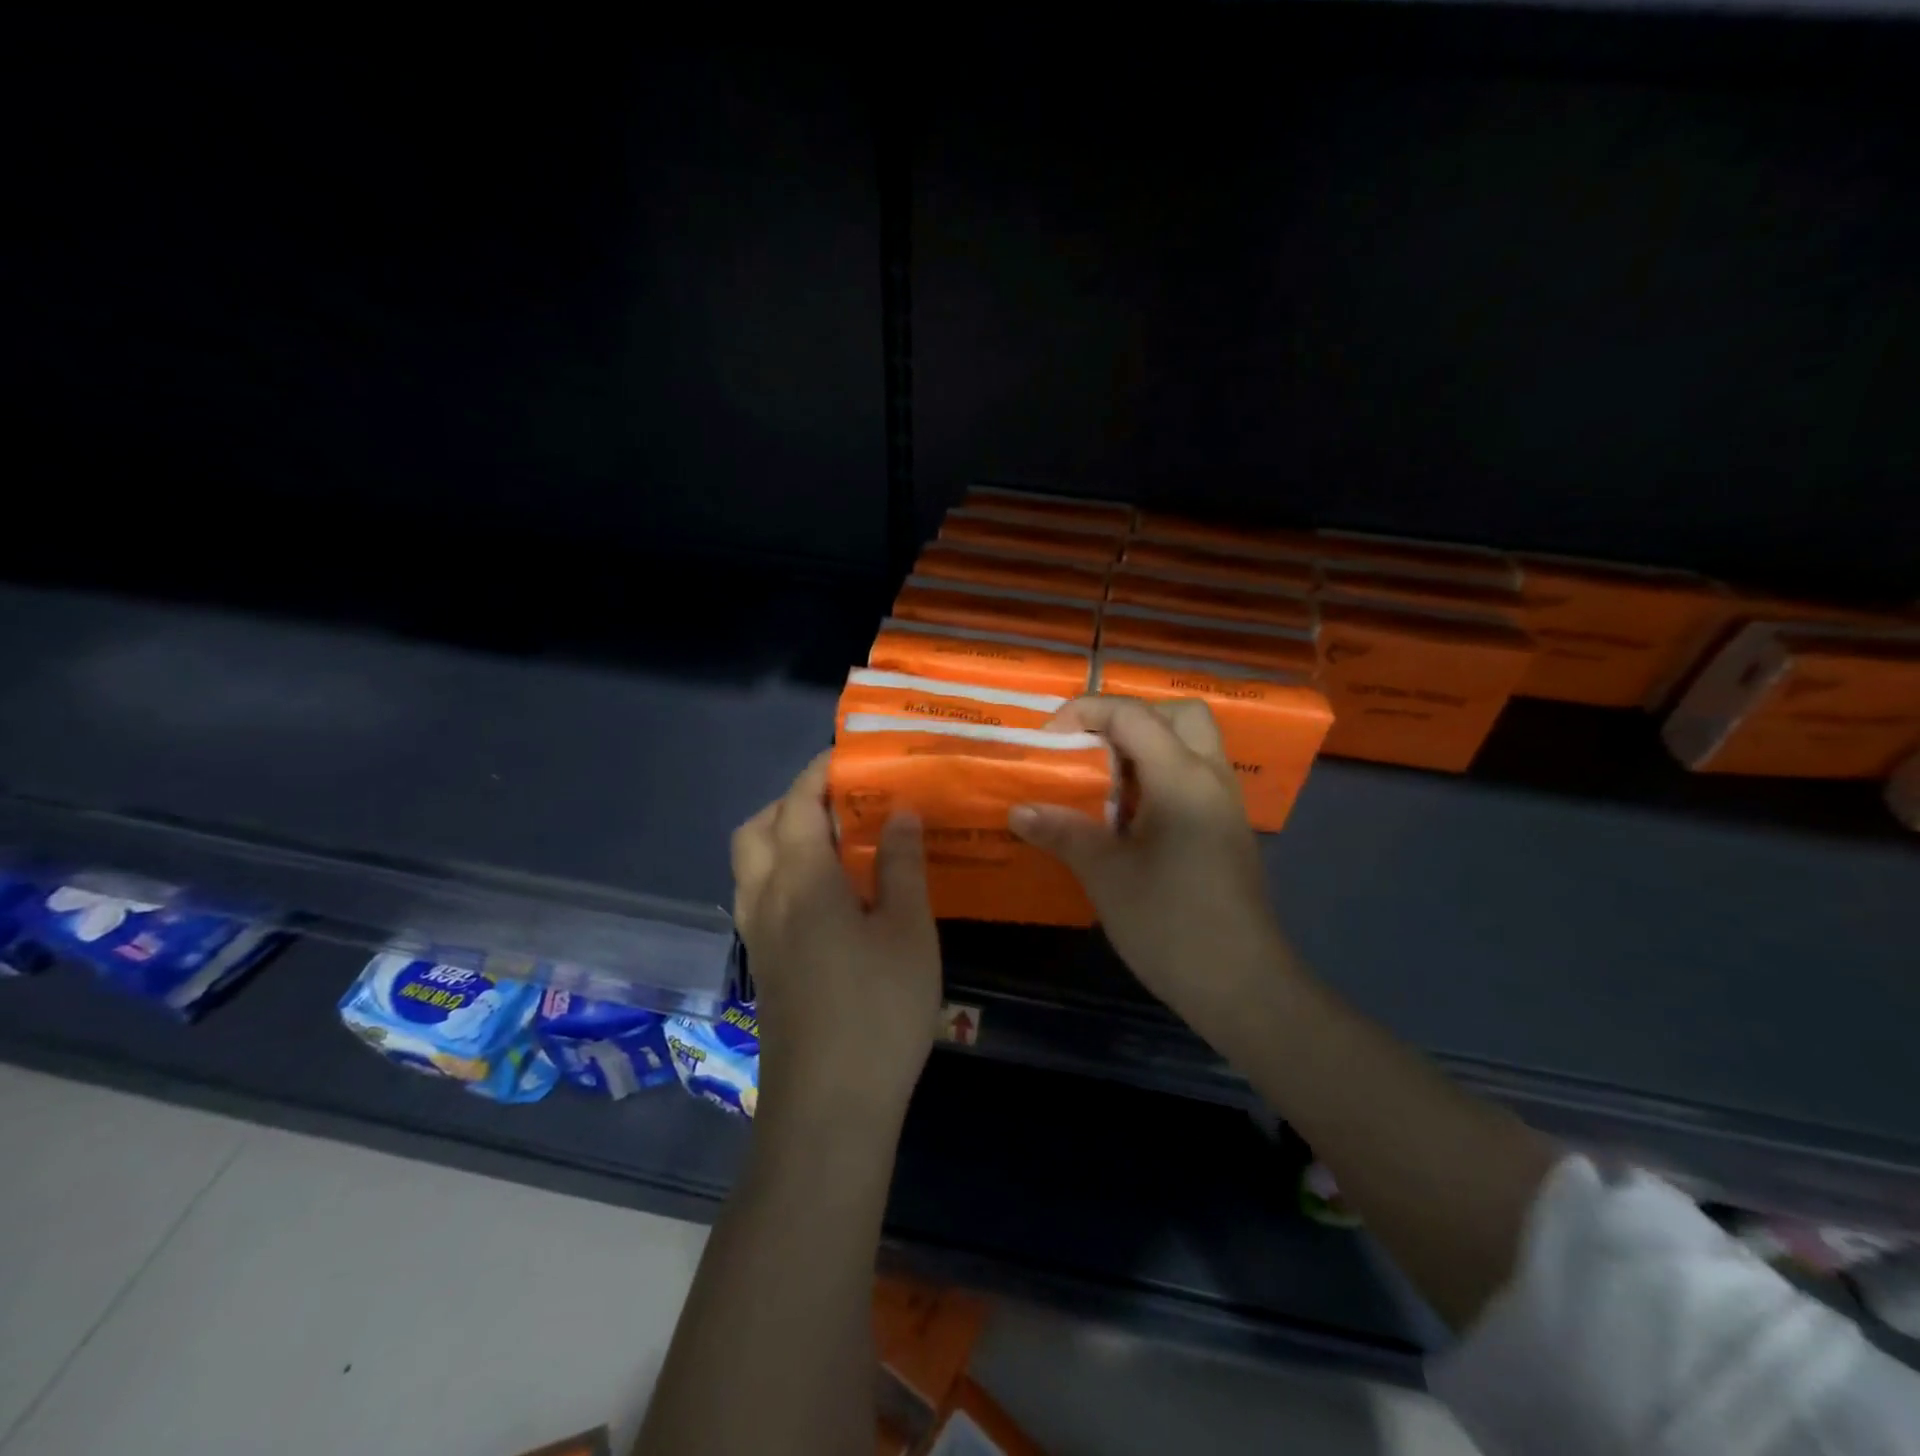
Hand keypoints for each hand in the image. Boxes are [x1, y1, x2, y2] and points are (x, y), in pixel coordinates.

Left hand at [731, 752, 942, 1131]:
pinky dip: (781, 872)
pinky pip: (759, 896)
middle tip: (841, 802)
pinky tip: (827, 895)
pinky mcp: (764, 966)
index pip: (798, 803)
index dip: (820, 772)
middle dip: (791, 801)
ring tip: (835, 842)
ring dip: (780, 836)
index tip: (849, 756)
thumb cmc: (878, 1012)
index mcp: (802, 880)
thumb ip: (902, 866)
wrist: (829, 1108)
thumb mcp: (909, 933)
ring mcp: (759, 936)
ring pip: (751, 863)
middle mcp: (767, 899)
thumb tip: (898, 812)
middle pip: (758, 827)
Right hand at [1008, 697, 1291, 1041]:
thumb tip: (1018, 810)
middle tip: (1090, 750)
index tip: (1048, 738)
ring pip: (1192, 744)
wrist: (1242, 986)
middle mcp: (1211, 777)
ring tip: (1103, 783)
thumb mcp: (1106, 876)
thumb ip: (1063, 832)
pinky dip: (1160, 776)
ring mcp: (1225, 804)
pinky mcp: (1227, 830)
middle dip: (1128, 719)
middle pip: (1178, 714)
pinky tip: (1129, 818)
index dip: (1085, 711)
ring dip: (1146, 748)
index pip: (1133, 714)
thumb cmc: (1170, 924)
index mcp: (1182, 778)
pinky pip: (1194, 777)